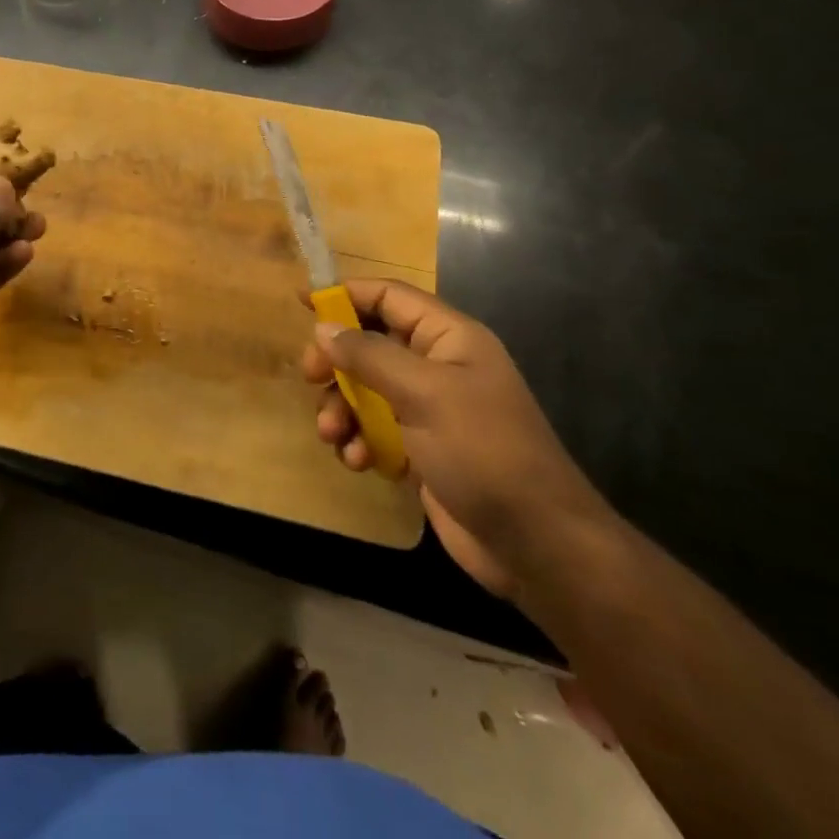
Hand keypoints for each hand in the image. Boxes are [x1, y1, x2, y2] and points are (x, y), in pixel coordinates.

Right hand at [301, 279, 608, 600]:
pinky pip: (376, 430)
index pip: (389, 297)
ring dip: (343, 408)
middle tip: (310, 377)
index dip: (346, 293)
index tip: (302, 301)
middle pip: (371, 343)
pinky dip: (360, 441)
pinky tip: (358, 462)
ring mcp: (429, 409)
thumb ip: (369, 356)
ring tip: (332, 434)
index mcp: (449, 338)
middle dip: (337, 361)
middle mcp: (437, 365)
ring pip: (367, 390)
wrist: (536, 544)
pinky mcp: (422, 449)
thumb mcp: (423, 393)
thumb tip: (323, 328)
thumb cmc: (483, 451)